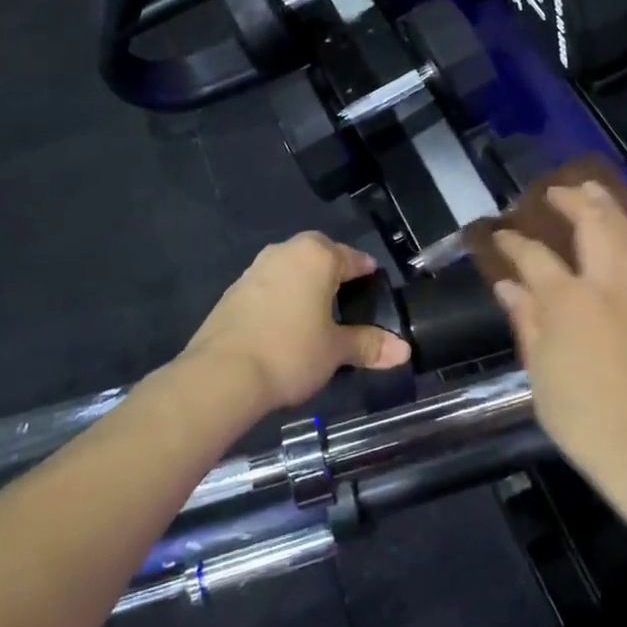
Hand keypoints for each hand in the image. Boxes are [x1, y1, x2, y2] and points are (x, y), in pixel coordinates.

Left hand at [185, 233, 409, 412]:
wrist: (222, 374)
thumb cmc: (291, 352)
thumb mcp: (336, 351)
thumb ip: (369, 344)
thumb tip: (404, 350)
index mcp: (317, 256)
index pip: (352, 257)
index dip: (366, 272)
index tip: (375, 286)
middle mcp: (285, 252)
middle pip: (318, 254)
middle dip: (333, 270)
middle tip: (346, 297)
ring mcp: (255, 269)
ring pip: (290, 268)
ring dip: (304, 283)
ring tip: (317, 313)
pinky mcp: (233, 291)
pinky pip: (268, 286)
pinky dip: (281, 298)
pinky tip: (285, 325)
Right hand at [493, 183, 626, 487]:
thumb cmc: (576, 412)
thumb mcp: (537, 367)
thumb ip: (526, 319)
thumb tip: (507, 285)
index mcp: (566, 300)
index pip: (534, 257)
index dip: (513, 242)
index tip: (499, 234)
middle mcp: (605, 285)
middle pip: (591, 225)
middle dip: (572, 201)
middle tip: (556, 192)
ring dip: (612, 207)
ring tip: (596, 190)